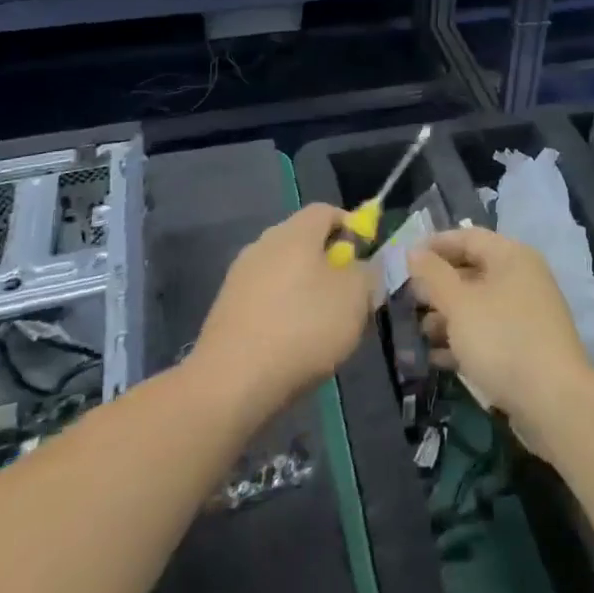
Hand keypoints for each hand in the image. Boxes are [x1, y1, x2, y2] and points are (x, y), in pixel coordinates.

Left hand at [191, 203, 378, 422]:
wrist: (232, 382)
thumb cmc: (303, 328)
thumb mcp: (356, 298)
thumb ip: (367, 274)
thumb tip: (361, 268)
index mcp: (295, 232)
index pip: (327, 211)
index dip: (351, 228)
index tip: (366, 258)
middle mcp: (263, 244)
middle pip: (304, 241)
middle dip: (330, 264)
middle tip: (350, 296)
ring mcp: (240, 276)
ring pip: (285, 272)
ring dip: (306, 289)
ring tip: (324, 326)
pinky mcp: (226, 308)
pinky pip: (265, 298)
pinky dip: (283, 311)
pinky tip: (293, 343)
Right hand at [408, 226, 593, 451]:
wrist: (553, 402)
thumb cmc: (501, 339)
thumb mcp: (459, 304)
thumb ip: (433, 275)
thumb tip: (414, 251)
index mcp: (511, 257)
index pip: (468, 237)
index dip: (435, 245)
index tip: (405, 259)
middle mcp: (523, 278)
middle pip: (473, 271)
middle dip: (438, 286)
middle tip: (407, 299)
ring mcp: (527, 314)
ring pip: (479, 305)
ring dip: (447, 316)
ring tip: (418, 332)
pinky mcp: (526, 346)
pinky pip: (489, 333)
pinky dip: (464, 340)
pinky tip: (437, 358)